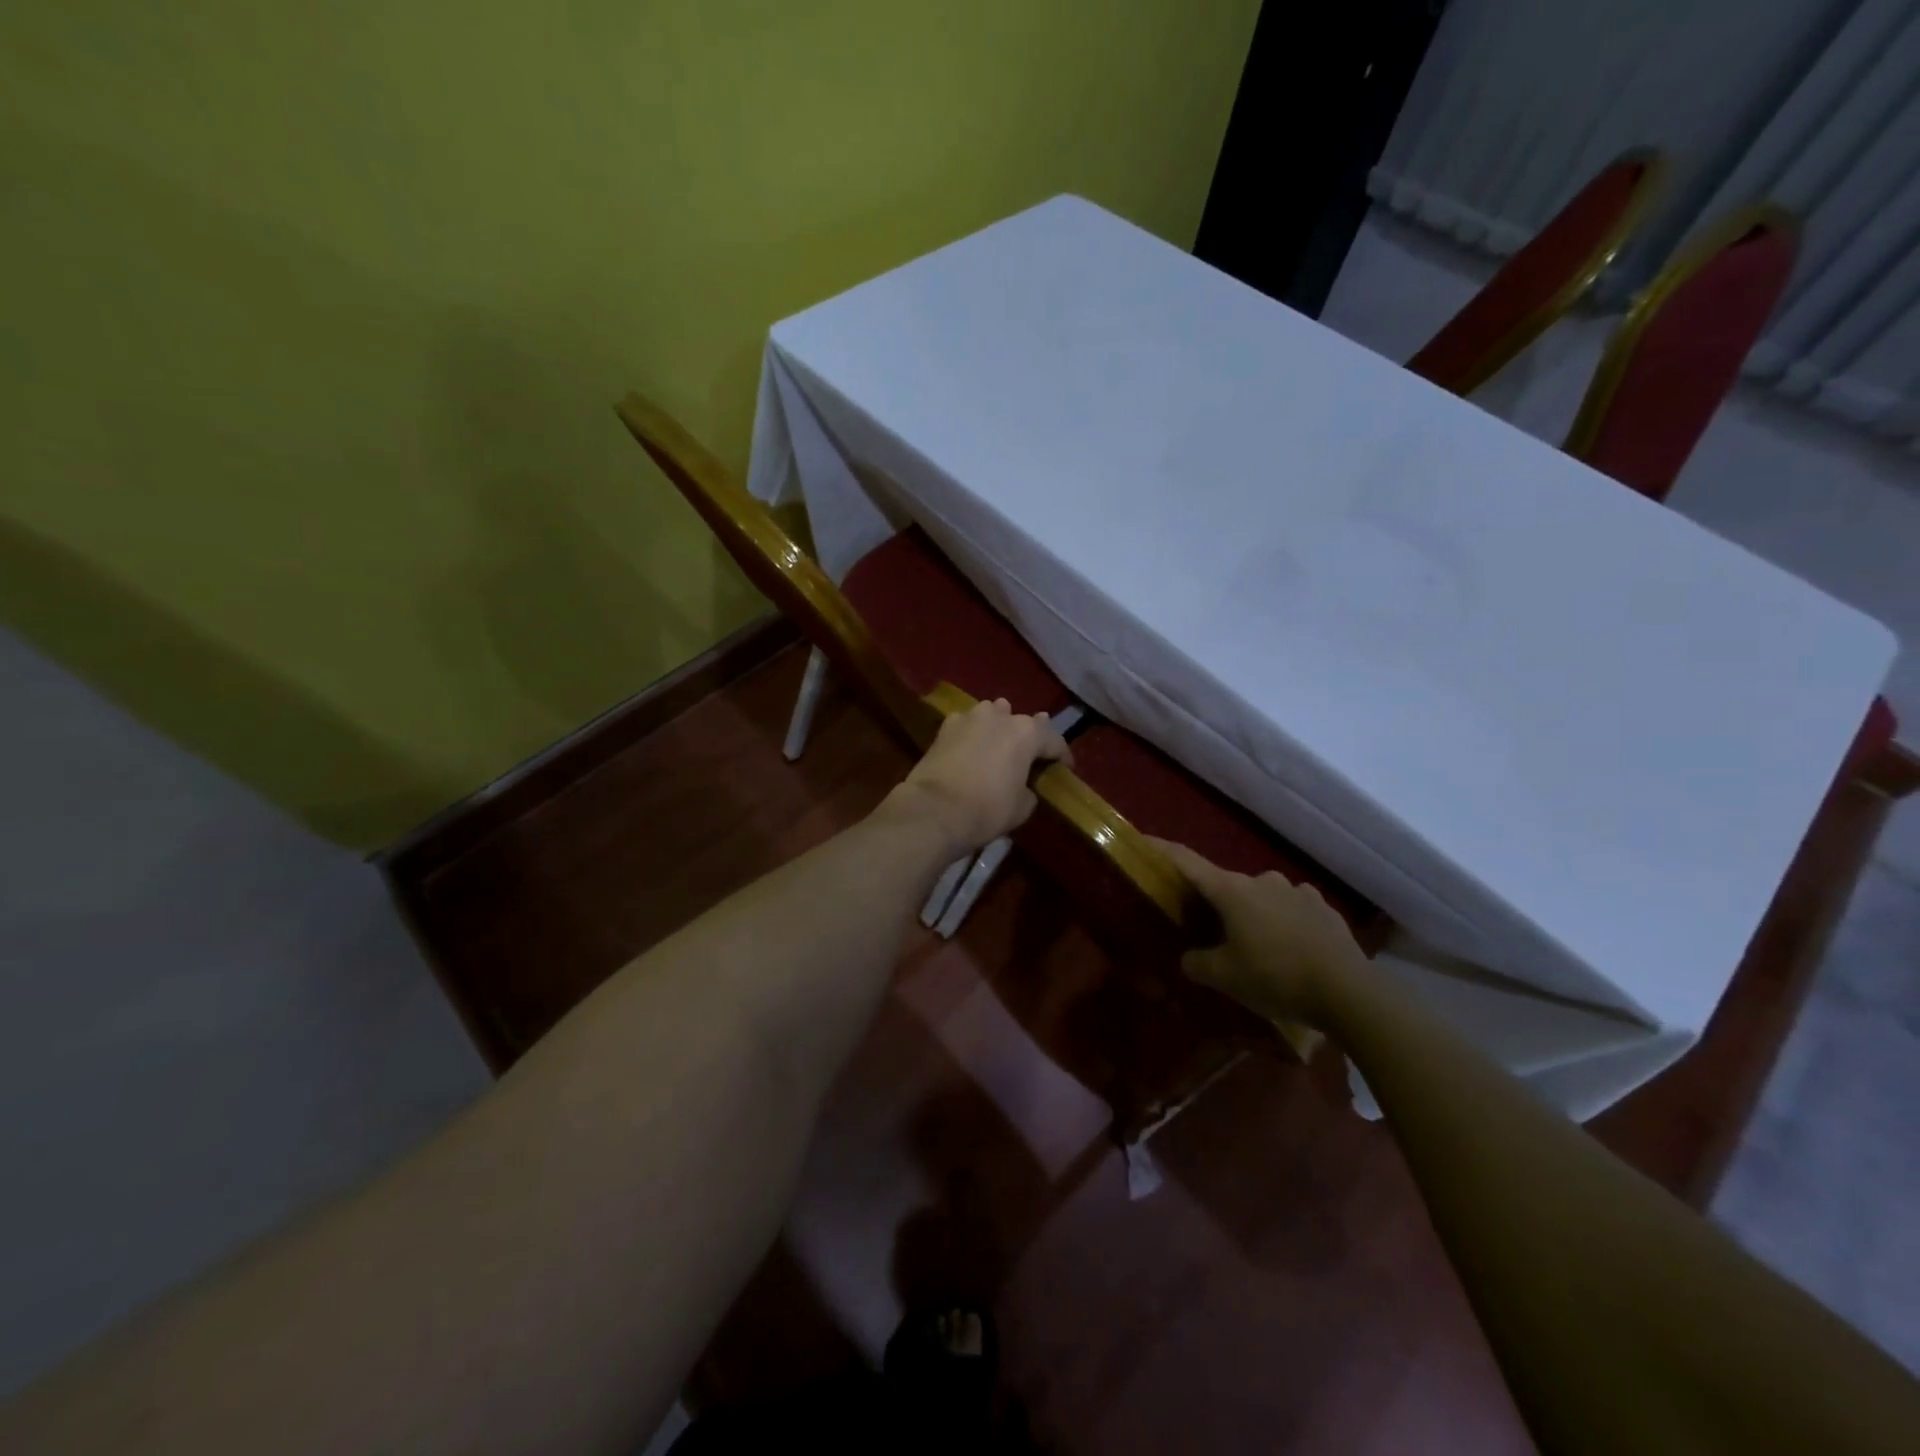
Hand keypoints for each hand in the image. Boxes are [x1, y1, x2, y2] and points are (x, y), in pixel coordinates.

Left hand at [889, 699, 1071, 854]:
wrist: (934, 810)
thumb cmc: (987, 810)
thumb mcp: (1022, 807)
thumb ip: (1029, 790)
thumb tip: (1023, 785)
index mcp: (1027, 733)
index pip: (1054, 740)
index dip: (1062, 756)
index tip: (1065, 768)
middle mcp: (1000, 717)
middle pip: (1023, 723)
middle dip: (1030, 737)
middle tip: (1032, 754)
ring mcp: (970, 717)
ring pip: (993, 714)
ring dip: (1000, 726)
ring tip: (1000, 741)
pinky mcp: (944, 727)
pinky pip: (967, 724)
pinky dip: (973, 733)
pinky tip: (971, 746)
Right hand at [1150, 838, 1370, 1026]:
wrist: (1350, 992)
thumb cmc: (1275, 977)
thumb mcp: (1224, 978)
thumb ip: (1197, 963)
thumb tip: (1189, 957)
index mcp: (1231, 890)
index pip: (1186, 862)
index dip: (1161, 850)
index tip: (1142, 838)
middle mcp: (1262, 880)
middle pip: (1225, 885)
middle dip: (1214, 904)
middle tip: (1207, 930)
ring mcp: (1297, 891)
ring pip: (1261, 898)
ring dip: (1252, 915)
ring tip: (1254, 946)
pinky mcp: (1324, 909)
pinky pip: (1292, 910)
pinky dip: (1283, 924)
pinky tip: (1289, 950)